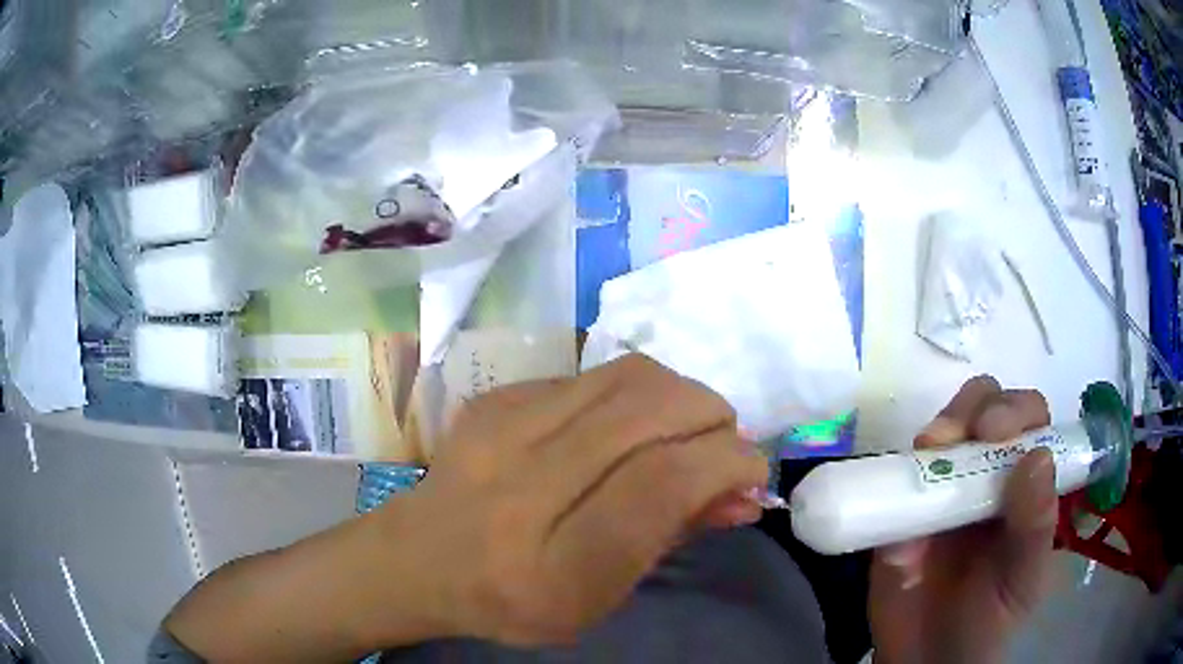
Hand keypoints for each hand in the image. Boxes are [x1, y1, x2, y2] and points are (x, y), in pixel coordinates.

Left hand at [373, 354, 767, 645]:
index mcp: (553, 564)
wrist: (417, 559)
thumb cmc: (515, 600)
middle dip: (713, 417)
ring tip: (683, 428)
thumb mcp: (599, 600)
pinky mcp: (495, 397)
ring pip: (629, 375)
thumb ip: (670, 537)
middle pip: (651, 411)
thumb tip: (742, 491)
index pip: (662, 483)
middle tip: (720, 444)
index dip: (725, 463)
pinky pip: (592, 375)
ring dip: (680, 394)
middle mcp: (523, 486)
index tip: (749, 470)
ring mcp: (501, 428)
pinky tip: (624, 427)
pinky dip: (633, 395)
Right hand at [868, 376, 1057, 663]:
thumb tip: (1037, 457)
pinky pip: (898, 477)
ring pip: (943, 430)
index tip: (996, 433)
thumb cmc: (988, 622)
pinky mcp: (899, 511)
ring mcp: (941, 488)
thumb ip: (1034, 527)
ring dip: (940, 429)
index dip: (1015, 410)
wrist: (925, 660)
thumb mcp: (1022, 581)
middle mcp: (986, 473)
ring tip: (929, 451)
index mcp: (1024, 484)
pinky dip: (900, 474)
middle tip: (959, 436)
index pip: (1029, 420)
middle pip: (985, 407)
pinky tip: (900, 493)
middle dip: (975, 408)